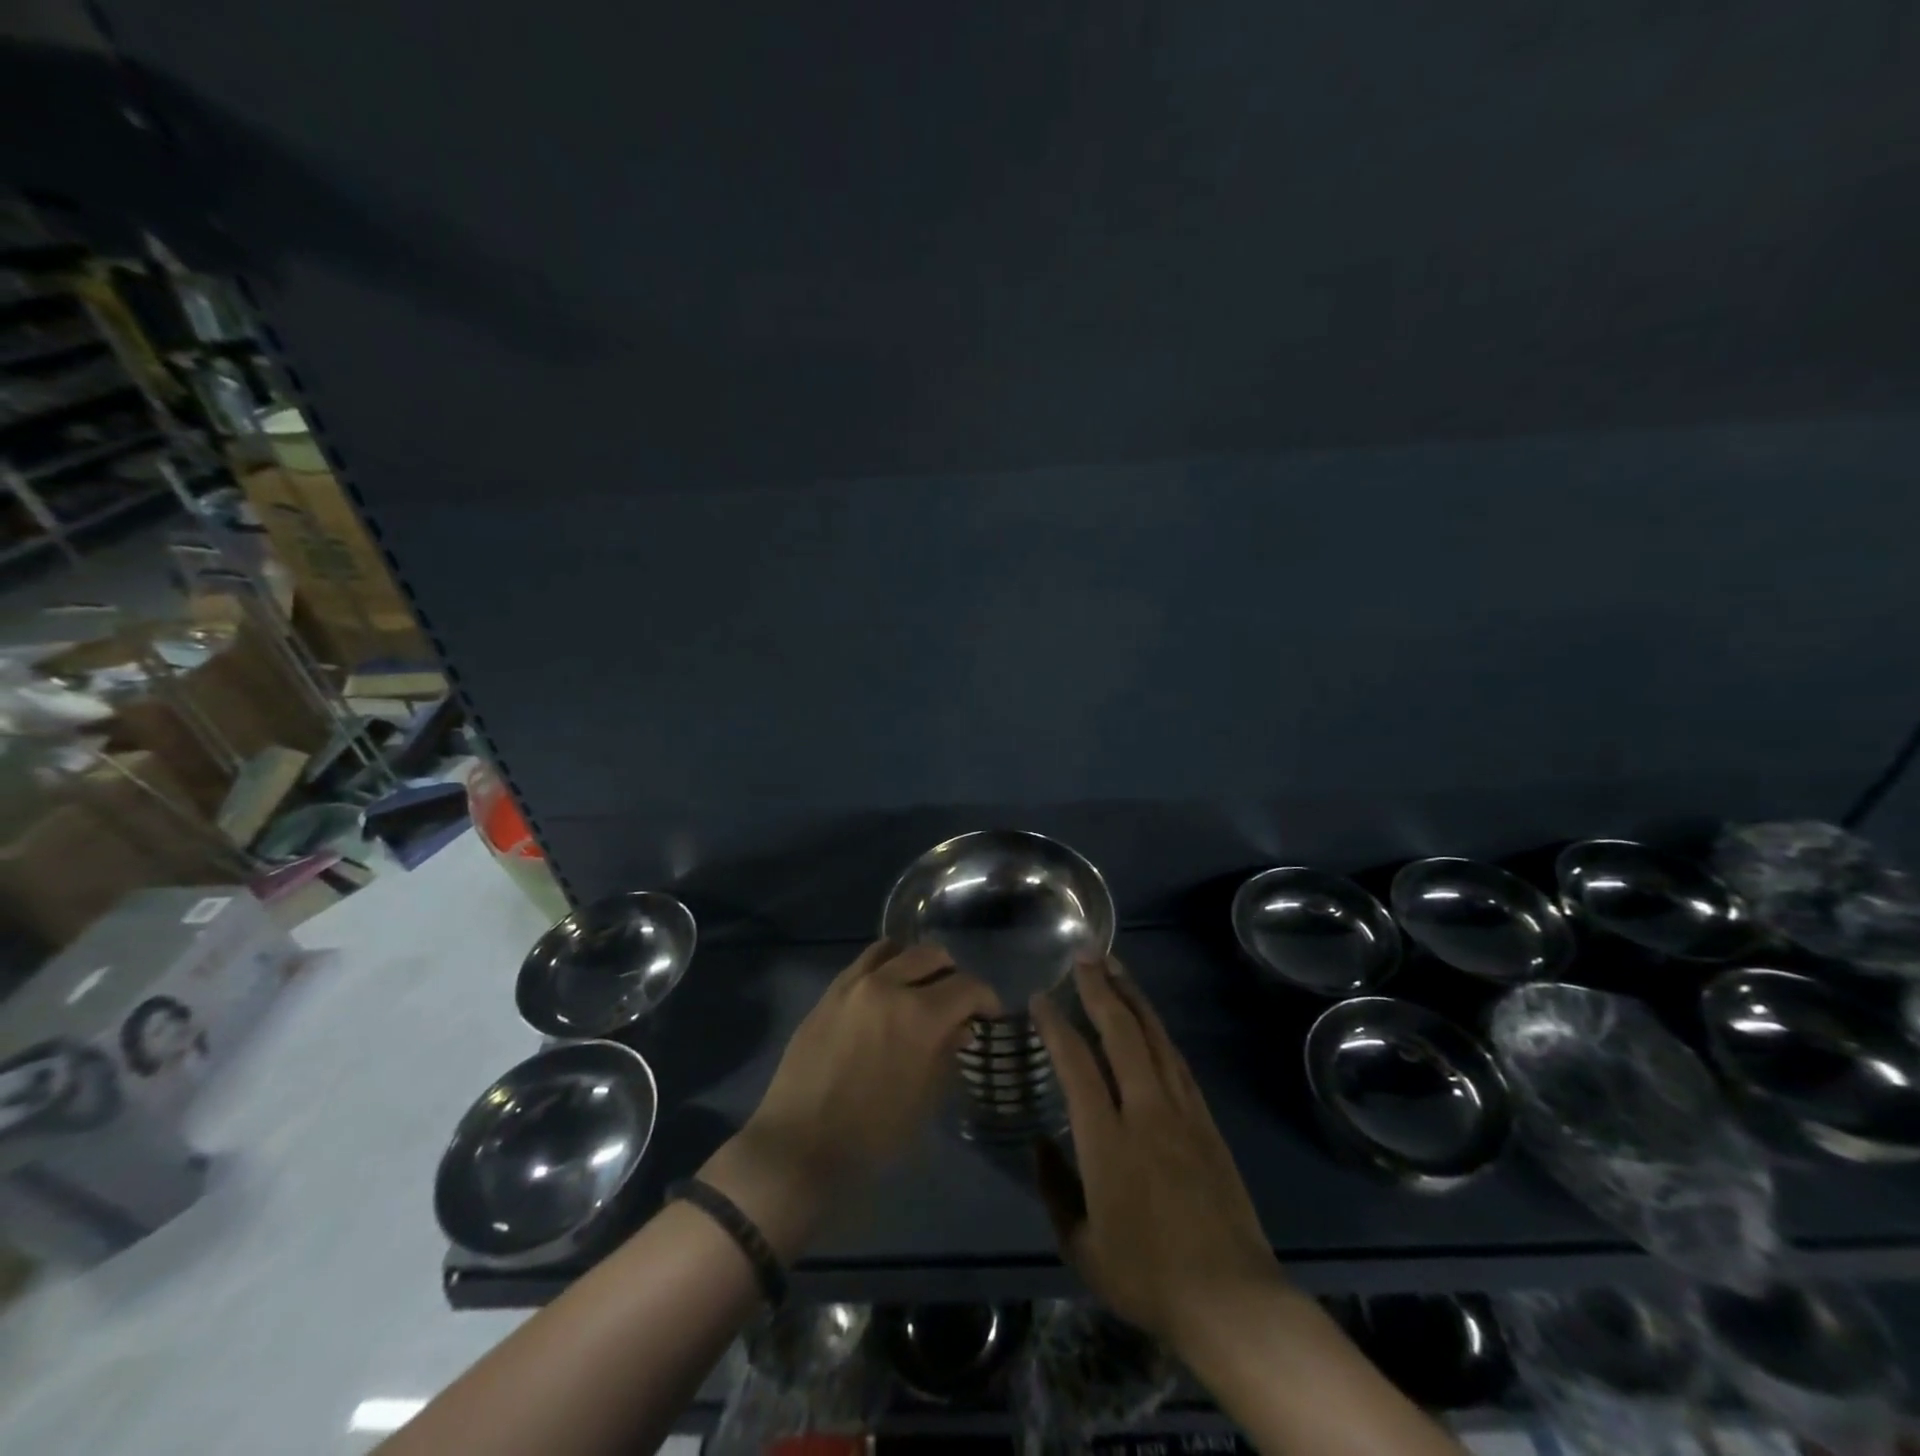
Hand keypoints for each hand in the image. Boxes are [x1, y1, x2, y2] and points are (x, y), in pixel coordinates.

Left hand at [700, 941, 999, 1257]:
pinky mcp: (829, 992)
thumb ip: (946, 1054)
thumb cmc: (872, 1134)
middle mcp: (888, 985)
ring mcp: (854, 984)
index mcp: (919, 1015)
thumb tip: (959, 1027)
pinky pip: (864, 962)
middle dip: (953, 975)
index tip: (988, 1014)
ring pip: (896, 949)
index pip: (967, 986)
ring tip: (918, 989)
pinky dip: (884, 967)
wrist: (800, 1145)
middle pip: (933, 955)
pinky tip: (885, 994)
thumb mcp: (924, 1099)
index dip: (985, 998)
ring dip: (916, 964)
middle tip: (955, 1002)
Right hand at [1030, 957, 1283, 1353]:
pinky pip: (1177, 1061)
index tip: (1041, 997)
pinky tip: (1148, 1018)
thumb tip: (1039, 1144)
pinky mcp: (1206, 1120)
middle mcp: (1145, 1111)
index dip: (1056, 1025)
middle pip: (1120, 1033)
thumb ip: (1055, 1188)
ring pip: (1153, 1037)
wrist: (1232, 1300)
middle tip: (1083, 954)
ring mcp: (1181, 1111)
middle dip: (1099, 988)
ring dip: (1132, 996)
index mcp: (1107, 1140)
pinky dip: (1157, 1030)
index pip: (1076, 1064)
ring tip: (1115, 966)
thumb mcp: (1081, 1247)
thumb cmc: (1147, 1277)